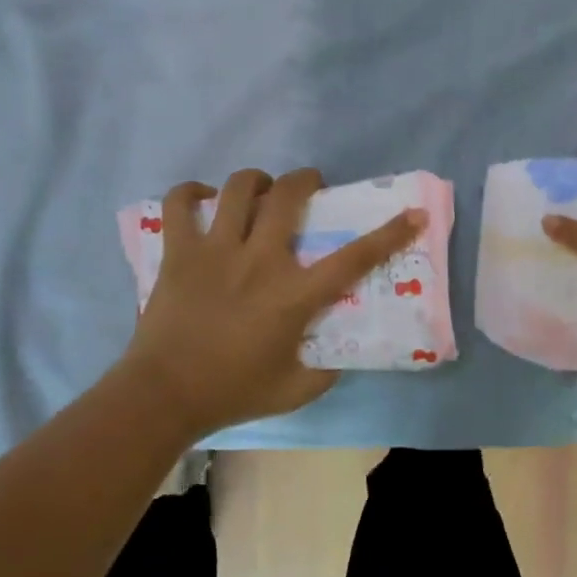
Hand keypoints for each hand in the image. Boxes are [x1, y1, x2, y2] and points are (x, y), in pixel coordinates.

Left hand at [119, 167, 424, 437]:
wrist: (163, 396)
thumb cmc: (232, 392)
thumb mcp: (295, 390)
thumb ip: (326, 371)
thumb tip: (340, 354)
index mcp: (293, 295)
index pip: (353, 258)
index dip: (390, 233)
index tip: (413, 213)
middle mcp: (259, 261)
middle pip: (287, 197)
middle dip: (306, 180)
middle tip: (311, 186)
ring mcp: (215, 251)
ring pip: (237, 188)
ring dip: (256, 180)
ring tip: (259, 189)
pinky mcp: (179, 252)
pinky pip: (180, 203)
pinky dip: (191, 193)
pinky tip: (203, 201)